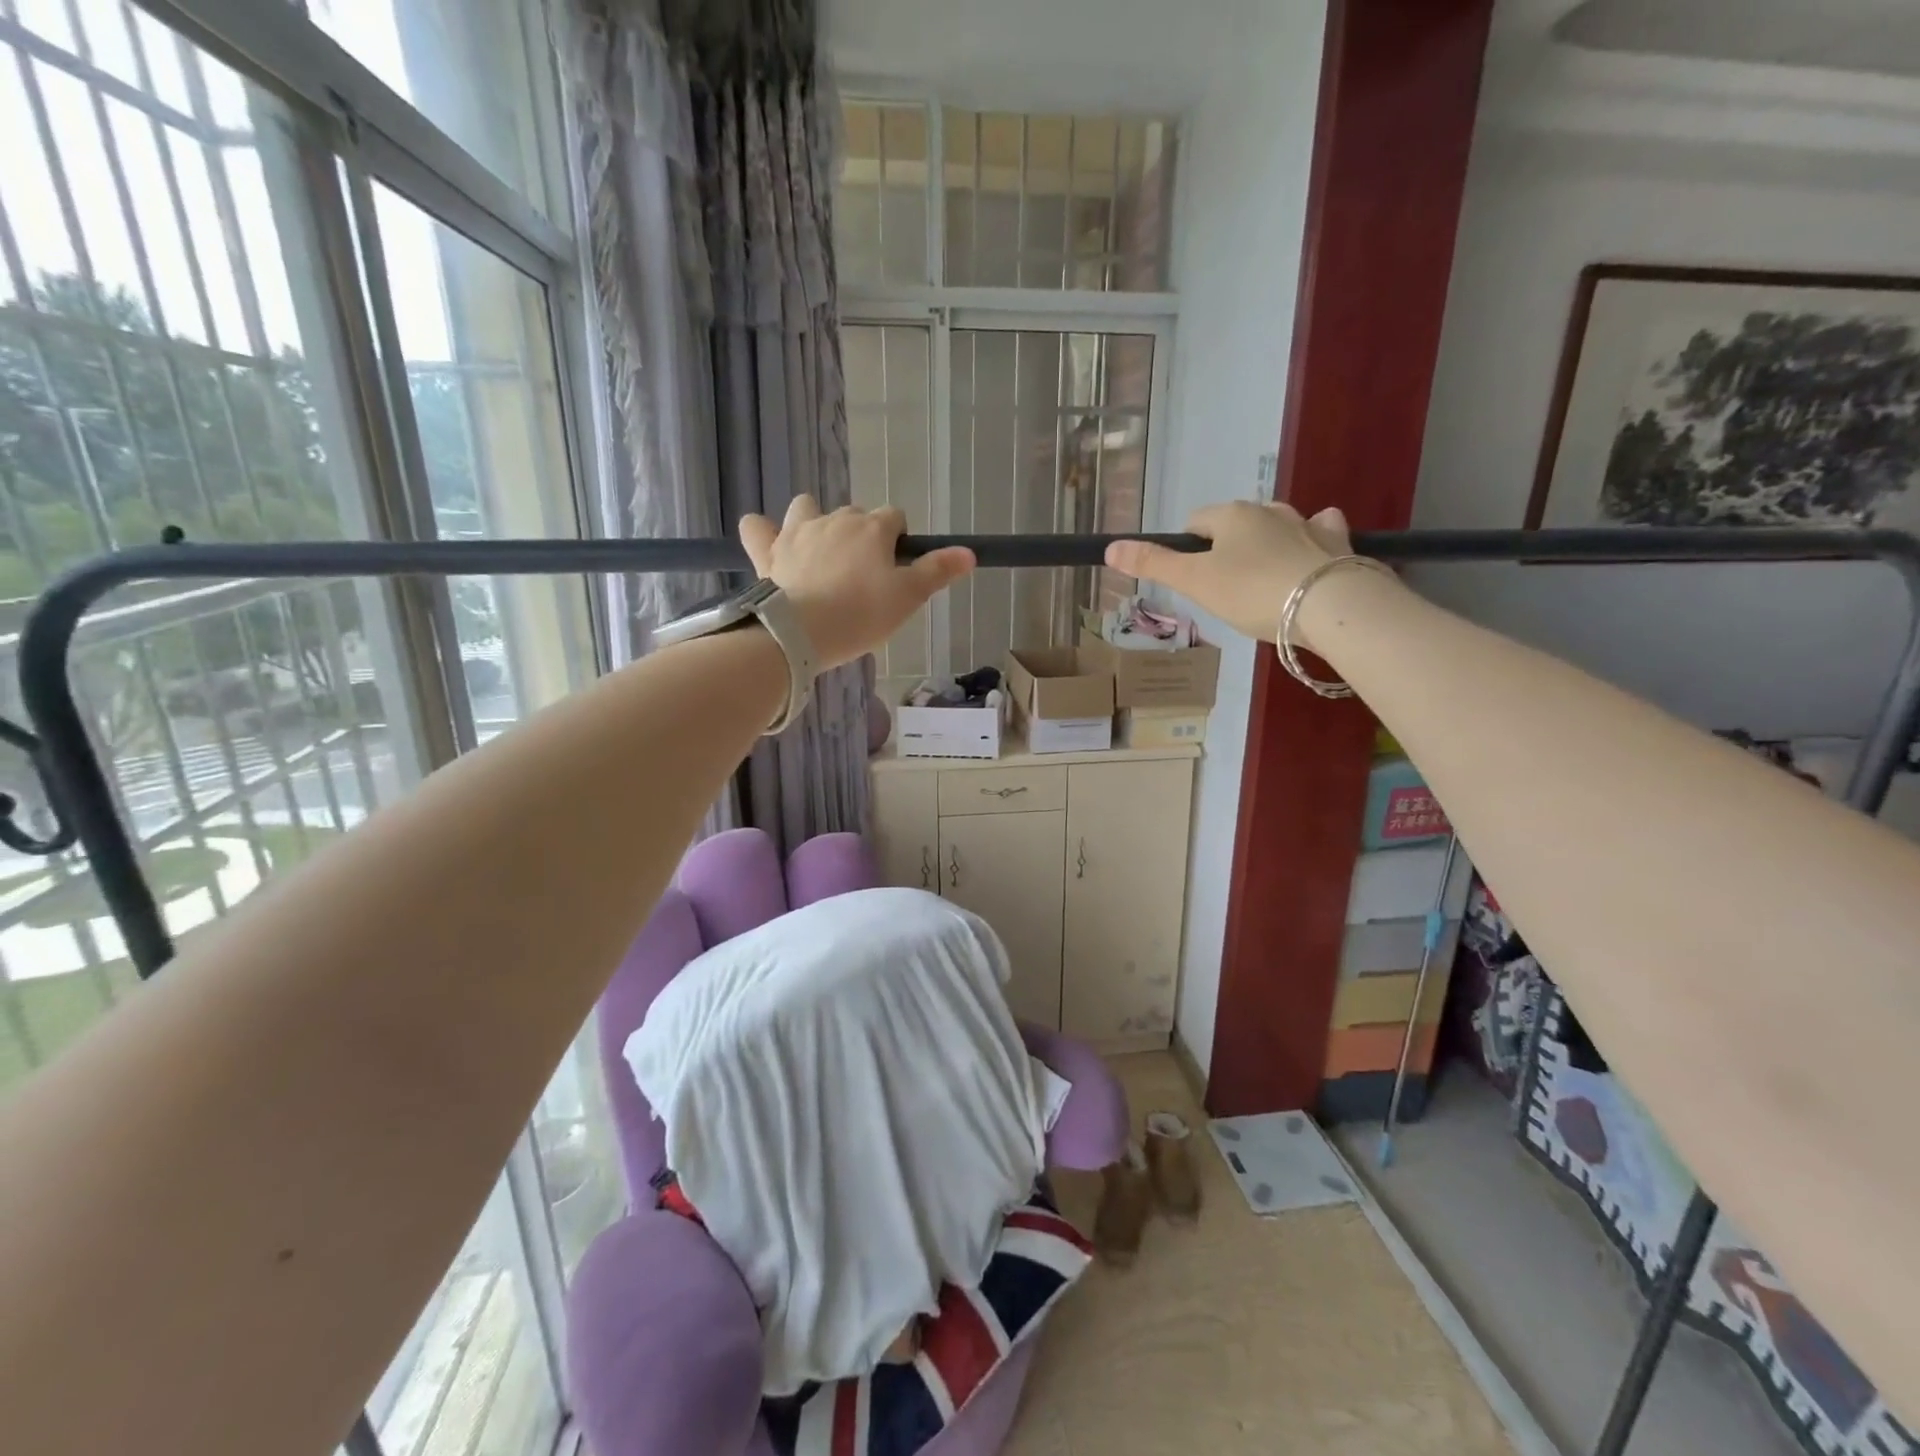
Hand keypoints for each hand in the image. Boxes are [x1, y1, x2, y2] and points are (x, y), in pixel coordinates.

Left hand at [739, 498, 974, 669]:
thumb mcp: (908, 597)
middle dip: (861, 537)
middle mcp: (835, 519)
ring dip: (814, 521)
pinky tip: (769, 544)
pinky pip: (756, 527)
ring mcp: (797, 531)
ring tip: (820, 552)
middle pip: (855, 515)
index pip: (895, 518)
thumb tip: (970, 553)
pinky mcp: (767, 551)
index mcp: (872, 528)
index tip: (896, 570)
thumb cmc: (861, 615)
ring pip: (806, 508)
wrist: (801, 633)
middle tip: (863, 577)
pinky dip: (762, 532)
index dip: (898, 541)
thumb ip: (938, 571)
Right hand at [1105, 501, 1356, 644]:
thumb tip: (1110, 548)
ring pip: (1279, 524)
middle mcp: (1270, 511)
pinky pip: (1321, 532)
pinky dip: (1312, 539)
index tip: (1190, 578)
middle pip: (1236, 523)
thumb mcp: (1194, 582)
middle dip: (1226, 548)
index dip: (1186, 548)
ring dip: (1268, 541)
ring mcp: (1308, 525)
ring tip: (1263, 575)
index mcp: (1232, 516)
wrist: (1330, 605)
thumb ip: (1153, 564)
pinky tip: (1311, 553)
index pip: (1196, 522)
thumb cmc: (1252, 591)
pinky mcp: (1338, 545)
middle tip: (1223, 588)